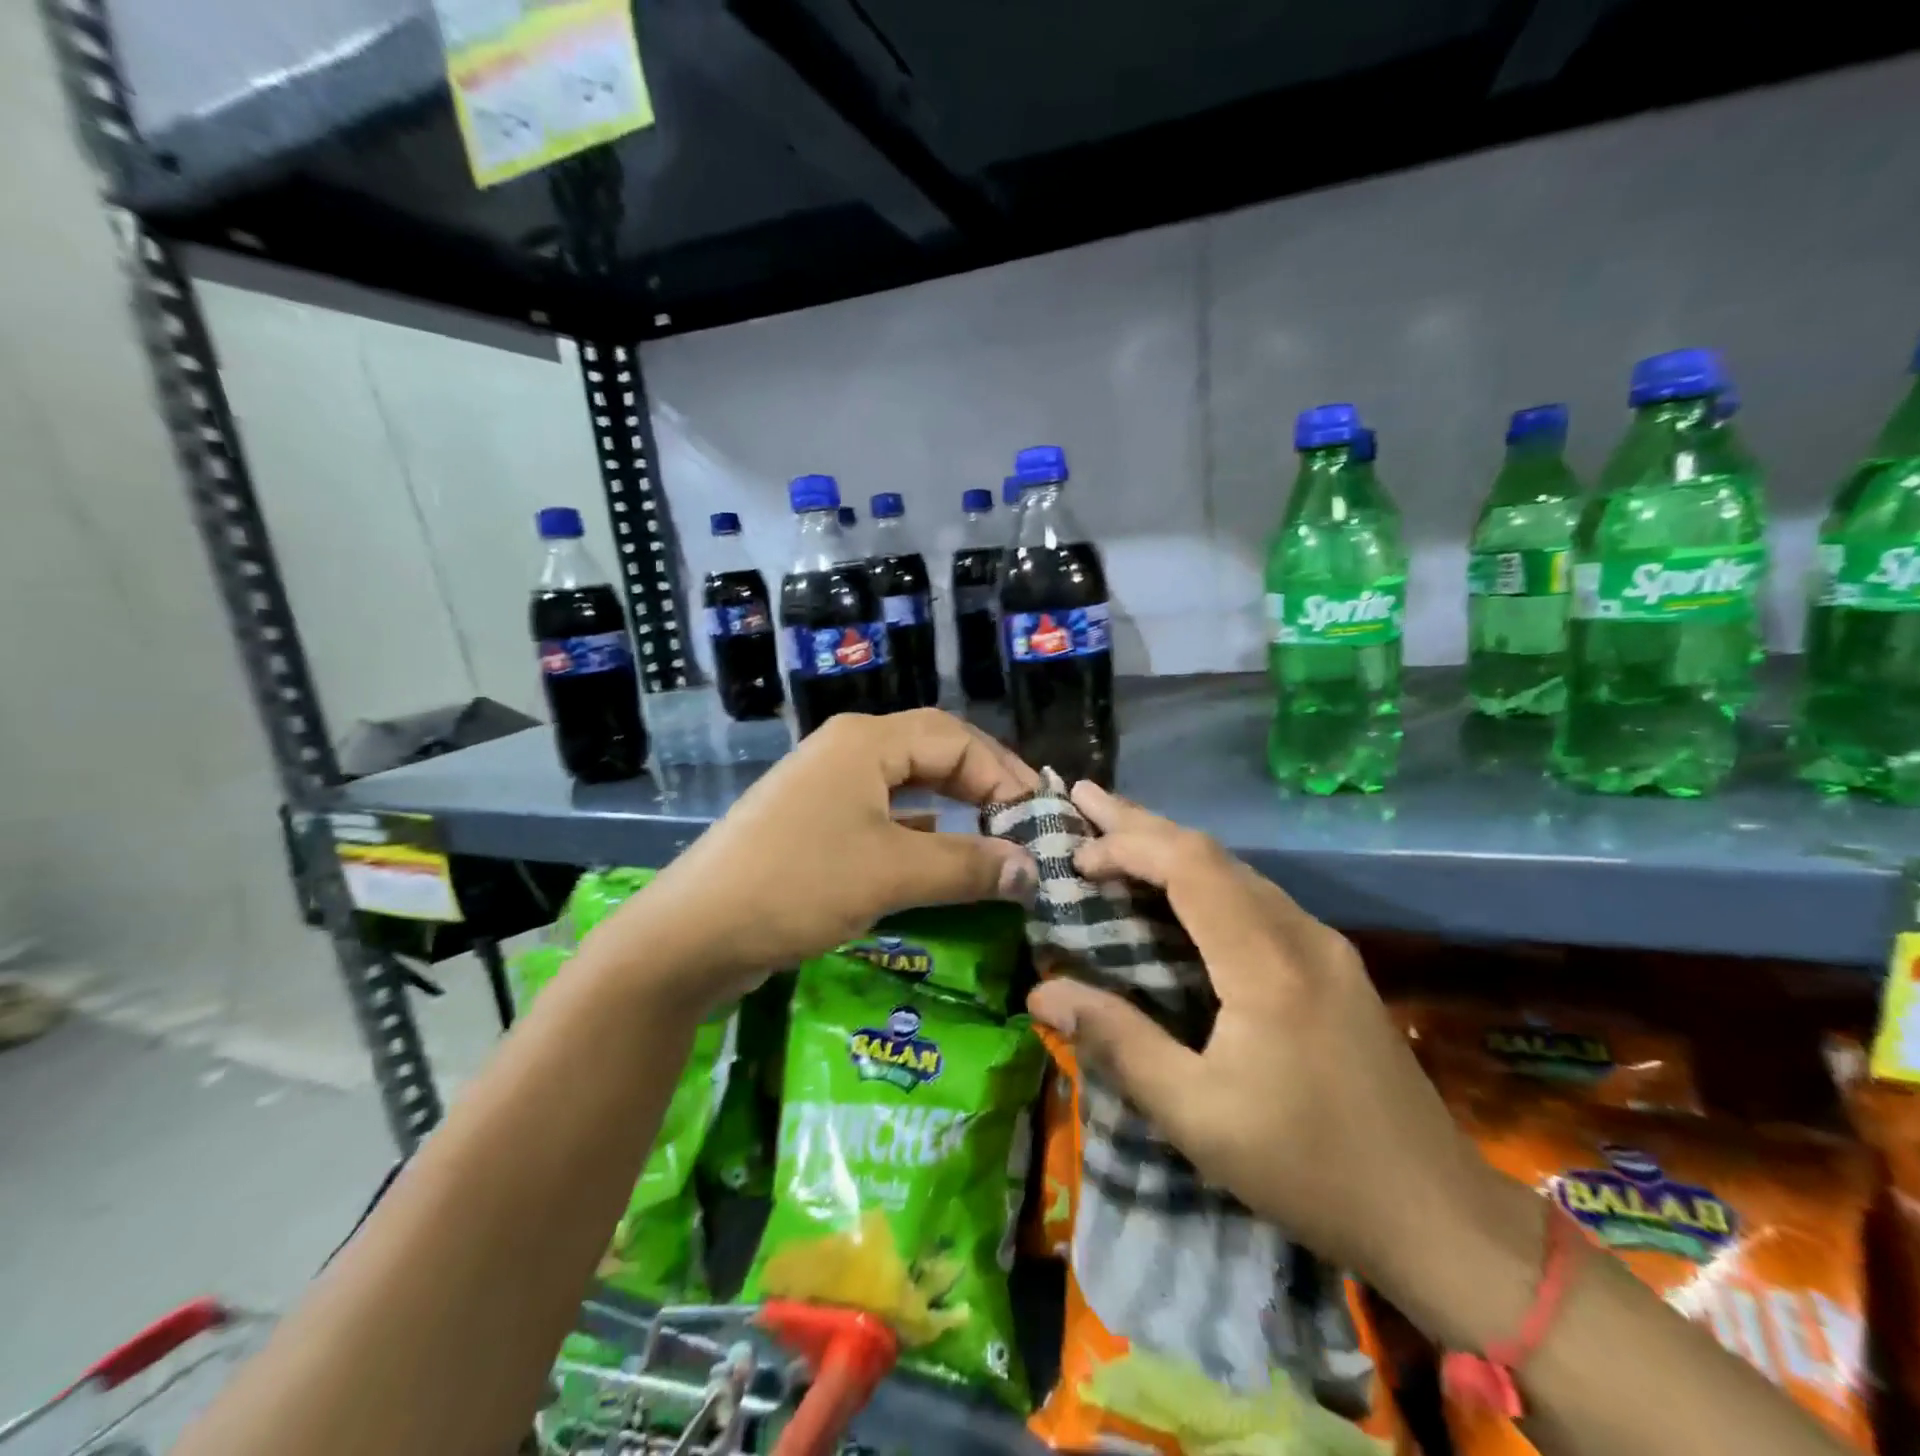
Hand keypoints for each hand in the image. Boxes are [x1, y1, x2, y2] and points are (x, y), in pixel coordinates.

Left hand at [581, 711, 1039, 1015]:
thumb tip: (1033, 870)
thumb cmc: (798, 885)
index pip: (957, 740)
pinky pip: (882, 814)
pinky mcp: (813, 823)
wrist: (692, 934)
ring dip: (953, 807)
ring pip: (908, 784)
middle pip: (933, 753)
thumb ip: (968, 866)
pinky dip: (919, 830)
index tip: (1039, 822)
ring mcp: (826, 787)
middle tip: (1025, 822)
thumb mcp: (892, 874)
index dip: (1004, 776)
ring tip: (994, 835)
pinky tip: (940, 854)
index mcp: (867, 741)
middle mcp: (848, 751)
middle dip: (983, 784)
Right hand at [1026, 781, 1527, 1332]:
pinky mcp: (1332, 964)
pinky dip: (1202, 878)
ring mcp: (1323, 945)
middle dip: (1141, 822)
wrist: (1438, 1216)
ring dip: (1172, 848)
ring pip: (1236, 869)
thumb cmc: (1307, 1168)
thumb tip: (1042, 993)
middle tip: (1084, 798)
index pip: (1189, 866)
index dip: (1127, 846)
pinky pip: (1256, 896)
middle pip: (1211, 852)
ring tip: (1117, 836)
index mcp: (1267, 963)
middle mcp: (1300, 934)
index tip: (1075, 857)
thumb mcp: (1196, 1116)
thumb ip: (1118, 1043)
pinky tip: (1178, 892)